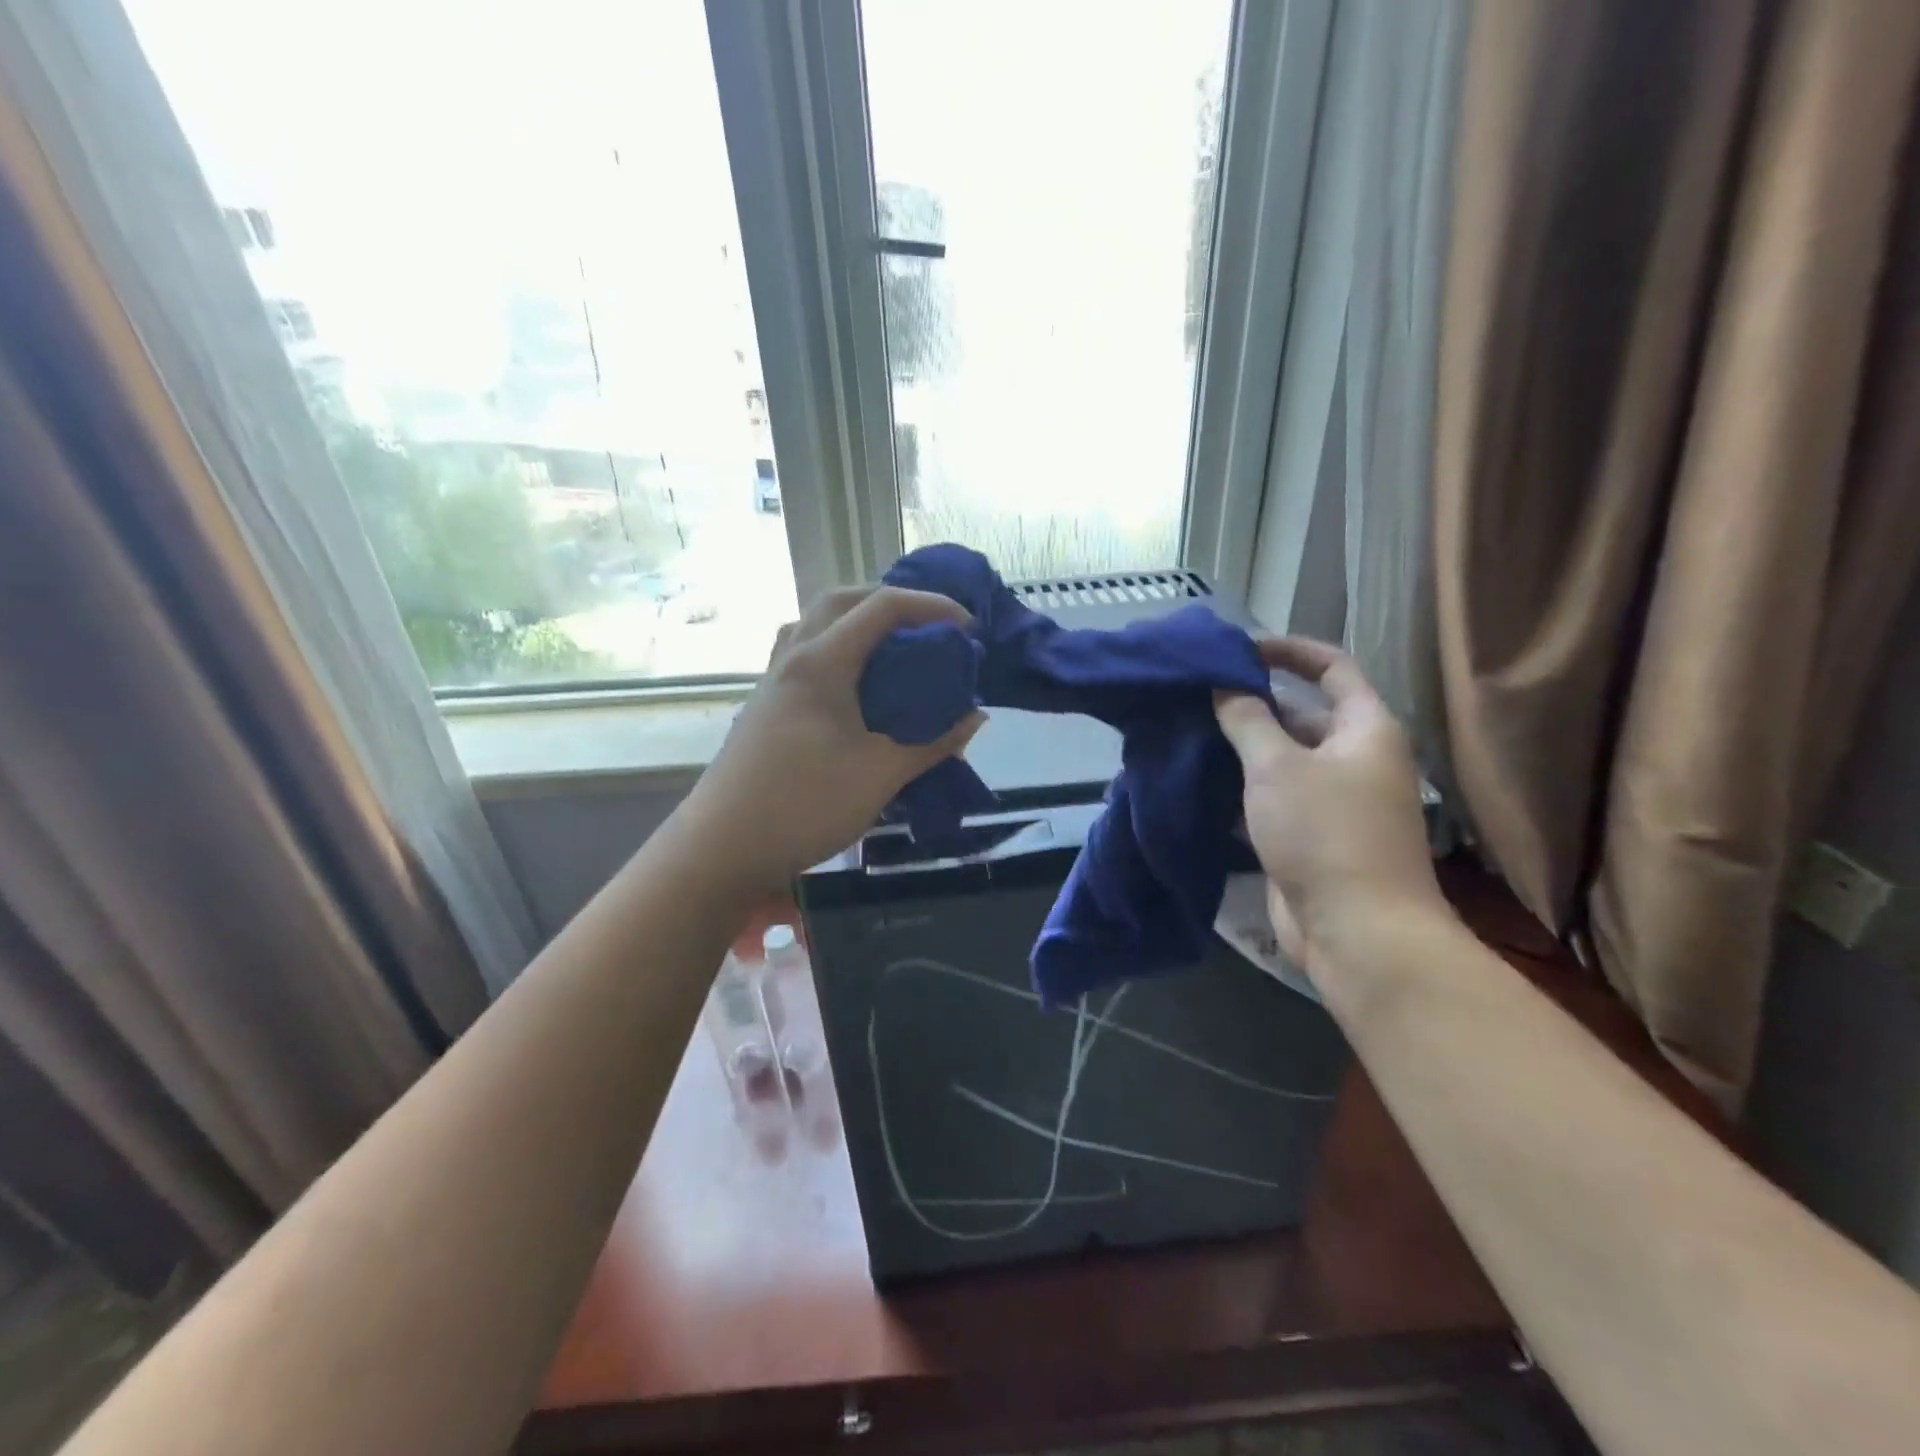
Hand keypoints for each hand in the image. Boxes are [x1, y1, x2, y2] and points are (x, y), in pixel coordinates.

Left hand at [680, 585, 984, 890]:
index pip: (882, 607)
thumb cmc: (804, 805)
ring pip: (815, 624)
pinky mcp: (765, 704)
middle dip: (890, 601)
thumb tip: (975, 718)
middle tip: (929, 627)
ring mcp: (773, 680)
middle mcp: (793, 657)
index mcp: (822, 662)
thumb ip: (933, 743)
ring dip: (856, 621)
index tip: (969, 627)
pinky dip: (837, 649)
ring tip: (892, 647)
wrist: (721, 848)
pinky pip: (804, 653)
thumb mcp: (881, 775)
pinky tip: (855, 686)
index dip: (932, 606)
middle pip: (840, 600)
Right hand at [1214, 637, 1444, 981]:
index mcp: (1365, 729)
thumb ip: (1247, 720)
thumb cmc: (1325, 834)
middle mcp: (1354, 758)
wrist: (1358, 931)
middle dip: (1251, 703)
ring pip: (1281, 759)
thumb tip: (1226, 685)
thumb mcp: (1277, 766)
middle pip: (1301, 714)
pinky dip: (1241, 786)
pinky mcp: (1309, 836)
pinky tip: (1200, 781)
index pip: (1331, 667)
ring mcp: (1332, 800)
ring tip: (1188, 732)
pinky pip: (1272, 796)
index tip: (1238, 649)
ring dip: (1241, 747)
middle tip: (1196, 696)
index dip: (1287, 650)